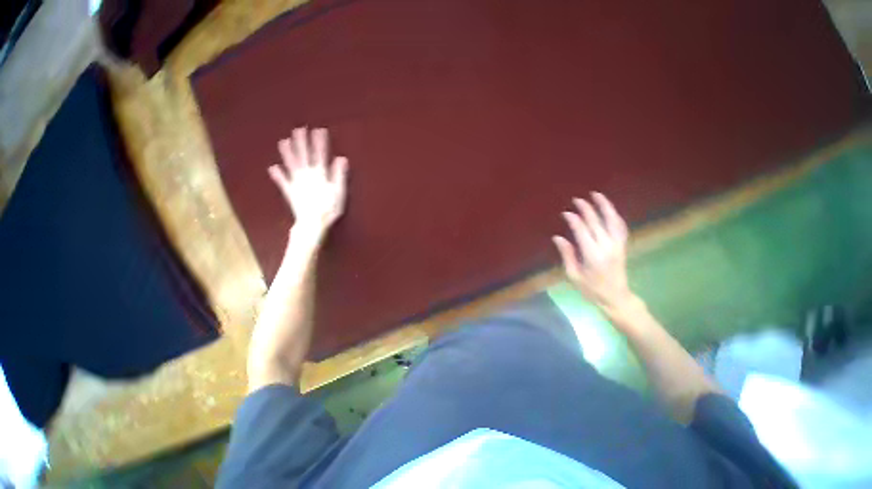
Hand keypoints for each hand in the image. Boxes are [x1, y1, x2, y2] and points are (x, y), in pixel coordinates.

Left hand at [268, 127, 348, 236]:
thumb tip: (341, 158)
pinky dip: (276, 174)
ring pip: (290, 163)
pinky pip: (281, 180)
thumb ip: (339, 175)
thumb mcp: (339, 192)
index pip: (320, 154)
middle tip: (299, 129)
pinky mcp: (289, 191)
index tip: (319, 130)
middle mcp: (306, 174)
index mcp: (320, 174)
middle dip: (301, 141)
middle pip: (303, 155)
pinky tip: (272, 167)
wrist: (313, 222)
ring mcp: (295, 182)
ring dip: (287, 152)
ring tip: (283, 141)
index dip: (319, 142)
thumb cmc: (329, 208)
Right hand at [553, 192, 637, 315]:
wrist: (616, 298)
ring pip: (613, 221)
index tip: (565, 213)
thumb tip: (558, 238)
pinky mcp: (622, 246)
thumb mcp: (573, 275)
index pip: (583, 231)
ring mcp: (618, 245)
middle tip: (577, 199)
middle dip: (587, 209)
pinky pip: (620, 227)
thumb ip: (567, 255)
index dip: (574, 220)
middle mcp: (607, 247)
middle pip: (597, 223)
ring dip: (605, 207)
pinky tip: (609, 210)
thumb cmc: (591, 289)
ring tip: (597, 195)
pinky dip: (614, 216)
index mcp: (593, 255)